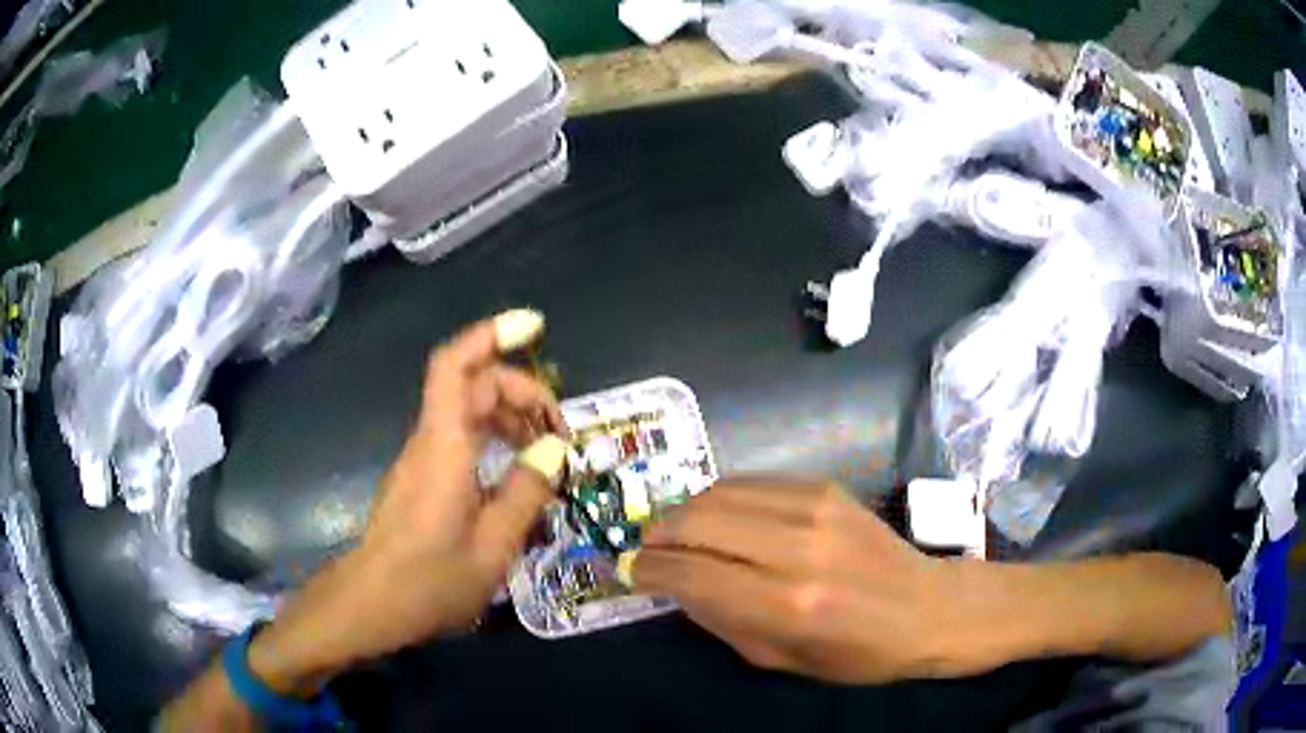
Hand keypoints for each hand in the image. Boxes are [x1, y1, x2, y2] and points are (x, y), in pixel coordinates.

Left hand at [247, 310, 569, 692]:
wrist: (372, 604)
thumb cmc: (430, 582)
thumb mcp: (492, 547)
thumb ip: (525, 492)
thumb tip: (553, 447)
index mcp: (444, 448)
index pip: (456, 366)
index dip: (491, 334)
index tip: (534, 327)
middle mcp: (431, 441)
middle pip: (473, 385)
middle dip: (522, 391)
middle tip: (561, 433)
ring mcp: (424, 458)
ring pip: (469, 410)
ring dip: (511, 416)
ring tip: (548, 453)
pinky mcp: (424, 477)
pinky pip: (463, 437)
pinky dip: (496, 439)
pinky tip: (518, 473)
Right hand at [631, 477, 966, 683]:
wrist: (927, 607)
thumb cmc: (857, 653)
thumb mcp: (780, 659)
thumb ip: (721, 620)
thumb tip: (674, 585)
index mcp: (788, 605)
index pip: (692, 574)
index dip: (650, 570)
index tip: (629, 571)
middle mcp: (798, 548)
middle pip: (698, 523)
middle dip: (658, 535)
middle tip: (646, 551)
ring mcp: (815, 508)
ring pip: (719, 494)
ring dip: (685, 512)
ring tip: (675, 533)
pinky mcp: (826, 487)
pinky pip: (752, 482)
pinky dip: (721, 498)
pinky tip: (718, 517)